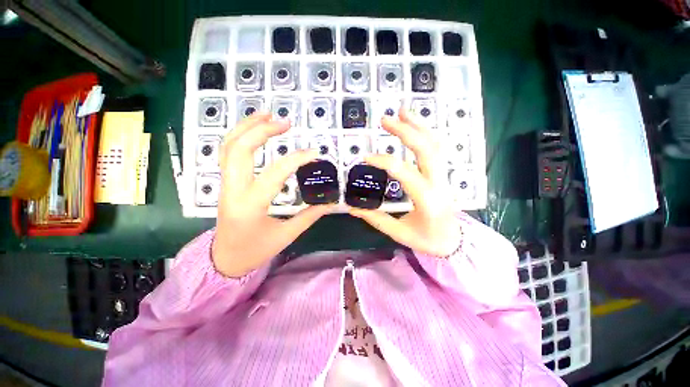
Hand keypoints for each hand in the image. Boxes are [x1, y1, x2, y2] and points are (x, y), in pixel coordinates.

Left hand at [212, 113, 332, 276]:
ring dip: (246, 127)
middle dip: (261, 130)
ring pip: (227, 147)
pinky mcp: (225, 183)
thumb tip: (330, 202)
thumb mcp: (286, 235)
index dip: (296, 159)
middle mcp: (233, 190)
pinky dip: (239, 136)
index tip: (314, 152)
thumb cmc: (255, 250)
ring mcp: (225, 185)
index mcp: (250, 206)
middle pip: (238, 149)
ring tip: (267, 115)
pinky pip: (227, 153)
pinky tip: (254, 130)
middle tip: (285, 123)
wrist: (225, 259)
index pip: (275, 174)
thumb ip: (309, 216)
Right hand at [349, 109, 461, 256]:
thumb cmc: (428, 240)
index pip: (405, 173)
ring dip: (419, 126)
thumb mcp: (400, 234)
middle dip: (406, 132)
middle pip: (427, 150)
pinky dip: (426, 133)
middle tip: (385, 119)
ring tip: (402, 111)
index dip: (385, 162)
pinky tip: (414, 124)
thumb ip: (376, 219)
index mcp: (427, 200)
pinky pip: (437, 149)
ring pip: (435, 145)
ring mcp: (443, 176)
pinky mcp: (442, 174)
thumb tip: (353, 208)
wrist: (454, 241)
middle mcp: (438, 183)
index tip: (365, 157)